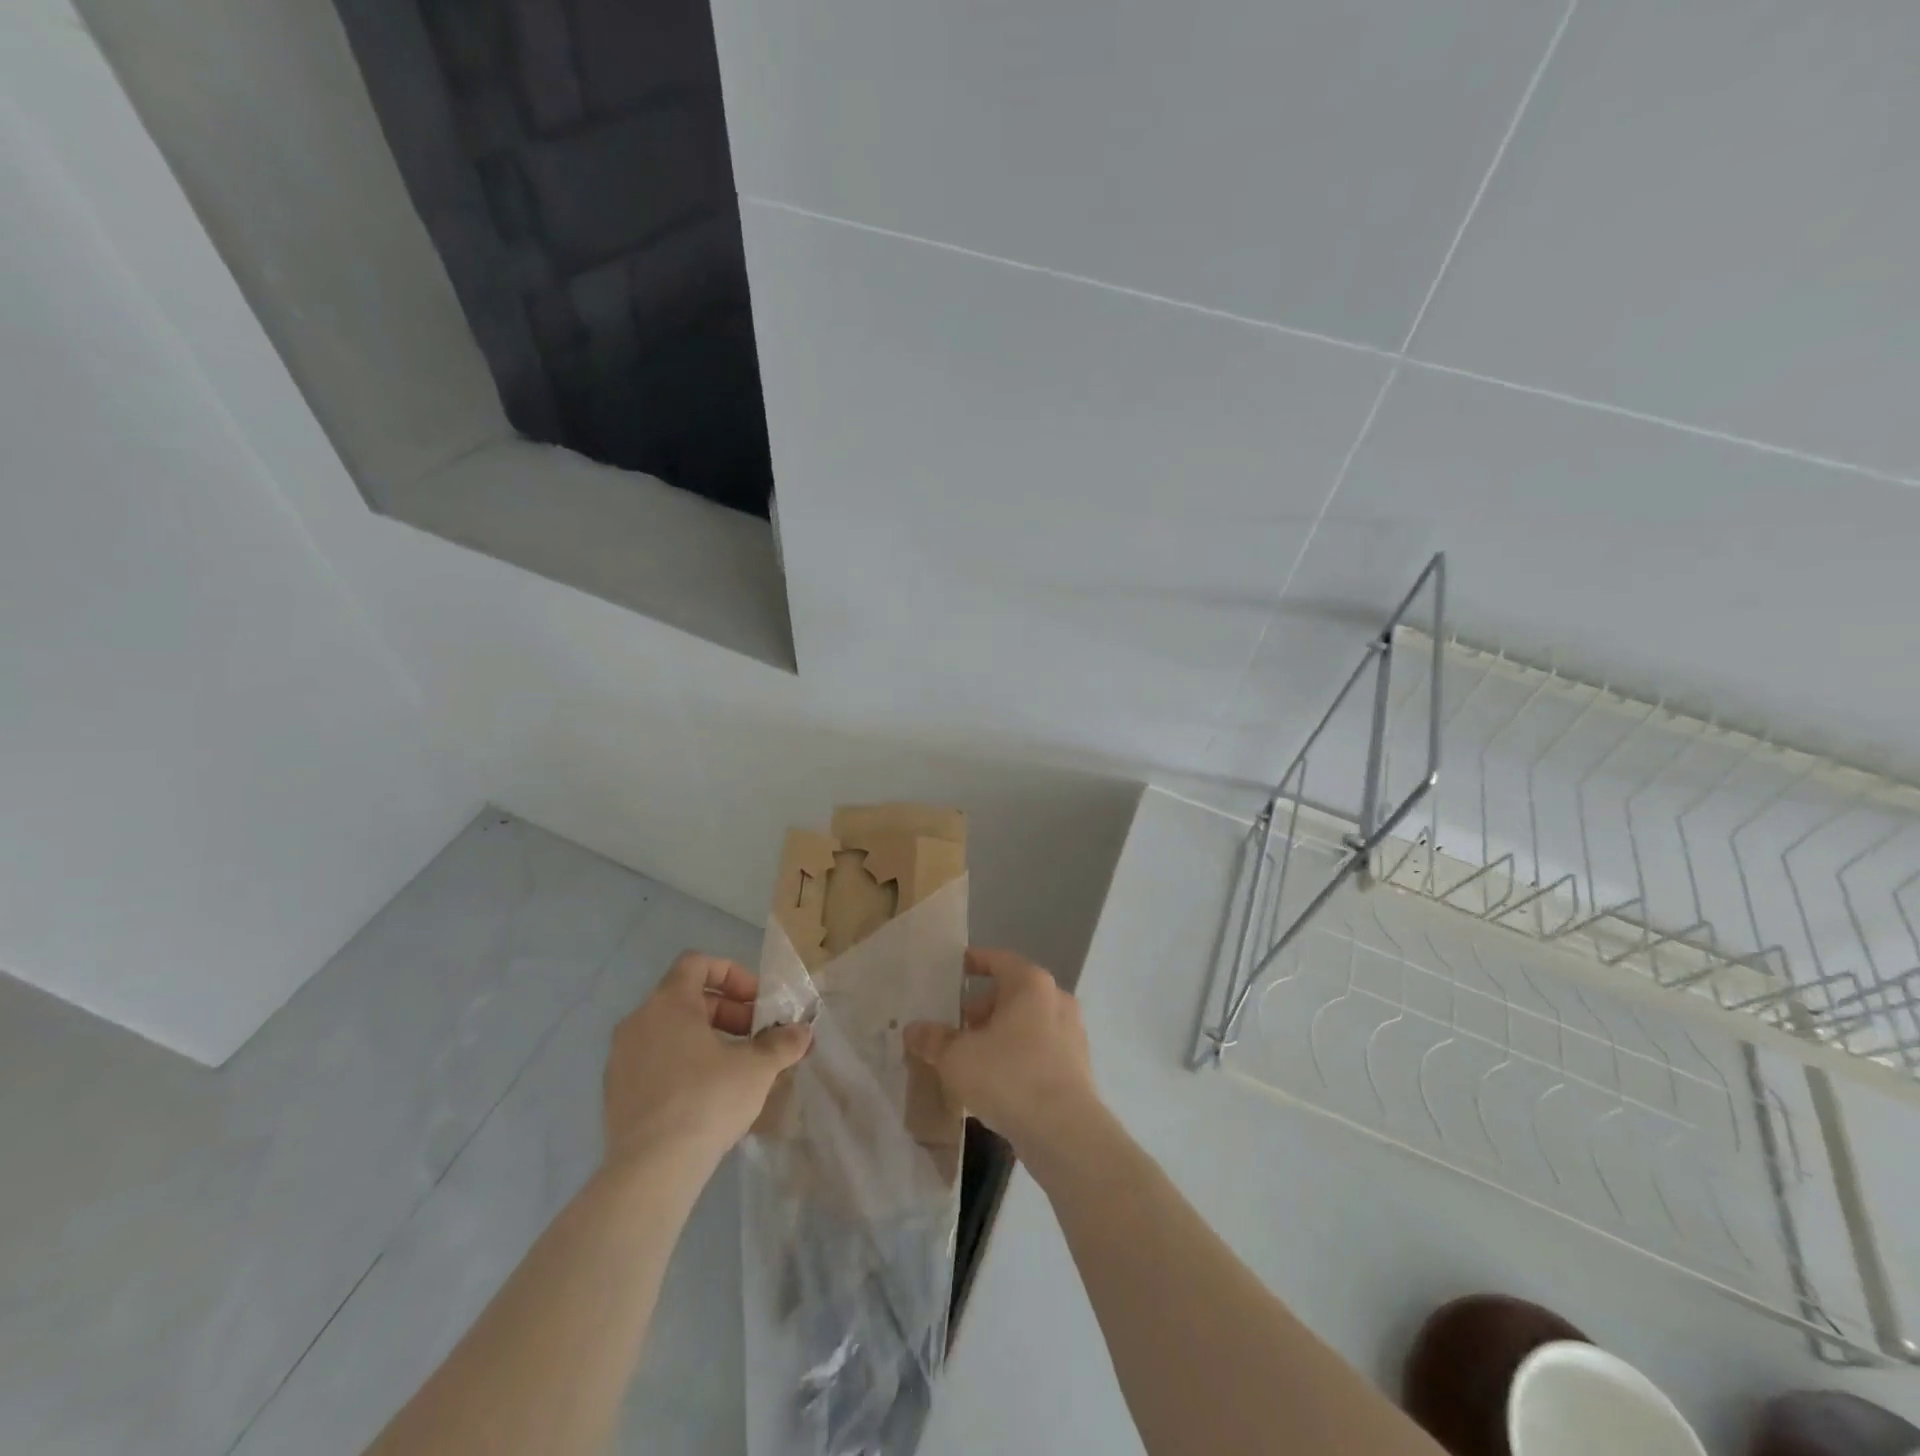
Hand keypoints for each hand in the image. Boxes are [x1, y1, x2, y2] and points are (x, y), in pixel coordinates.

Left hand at [603, 952, 811, 1169]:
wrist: (650, 1170)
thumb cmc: (707, 1099)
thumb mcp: (757, 1068)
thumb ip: (782, 1043)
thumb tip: (803, 1033)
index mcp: (669, 1002)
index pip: (697, 963)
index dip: (732, 975)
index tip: (756, 1002)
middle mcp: (638, 1021)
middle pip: (686, 998)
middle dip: (727, 1012)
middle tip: (755, 1037)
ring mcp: (621, 1058)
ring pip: (670, 1031)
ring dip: (706, 1039)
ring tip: (735, 1068)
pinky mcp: (615, 1093)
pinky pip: (654, 1061)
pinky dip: (682, 1064)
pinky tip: (707, 1096)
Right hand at [904, 947, 1098, 1157]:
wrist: (1064, 1132)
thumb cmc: (1008, 1076)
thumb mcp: (956, 1057)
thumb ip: (933, 1039)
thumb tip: (914, 1030)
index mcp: (1030, 984)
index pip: (998, 960)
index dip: (975, 962)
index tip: (955, 969)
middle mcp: (1056, 1000)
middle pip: (1012, 994)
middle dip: (982, 1009)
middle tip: (956, 1029)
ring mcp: (1072, 1034)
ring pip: (1027, 1025)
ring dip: (1000, 1036)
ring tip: (972, 1060)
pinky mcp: (1078, 1067)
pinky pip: (1040, 1051)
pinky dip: (1018, 1058)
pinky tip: (997, 1085)